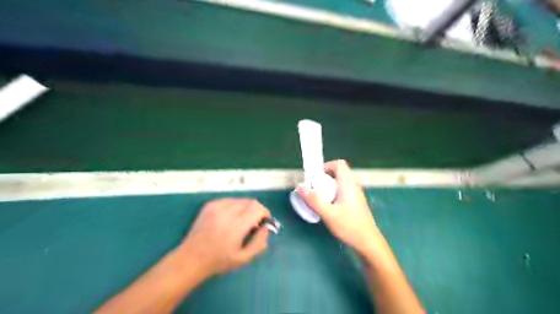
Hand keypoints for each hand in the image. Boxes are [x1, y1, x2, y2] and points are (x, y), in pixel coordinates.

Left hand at [177, 200, 267, 278]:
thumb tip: (266, 228)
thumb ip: (259, 243)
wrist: (190, 258)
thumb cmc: (218, 261)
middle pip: (250, 202)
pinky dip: (234, 207)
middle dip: (256, 211)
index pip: (257, 208)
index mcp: (236, 226)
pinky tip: (228, 219)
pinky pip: (229, 200)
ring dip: (246, 209)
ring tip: (240, 222)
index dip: (265, 213)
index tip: (263, 223)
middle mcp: (226, 212)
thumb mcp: (243, 259)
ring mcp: (216, 206)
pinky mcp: (210, 205)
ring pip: (240, 200)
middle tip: (253, 224)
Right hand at [298, 160, 380, 254]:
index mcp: (348, 184)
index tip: (316, 178)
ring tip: (320, 197)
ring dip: (329, 185)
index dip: (326, 166)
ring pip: (341, 181)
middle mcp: (353, 185)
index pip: (339, 164)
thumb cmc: (349, 226)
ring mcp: (356, 194)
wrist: (368, 242)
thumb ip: (314, 200)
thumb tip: (300, 187)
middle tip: (315, 188)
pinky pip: (343, 189)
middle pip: (339, 171)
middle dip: (325, 177)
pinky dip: (334, 192)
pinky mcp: (356, 201)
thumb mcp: (328, 214)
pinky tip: (329, 205)